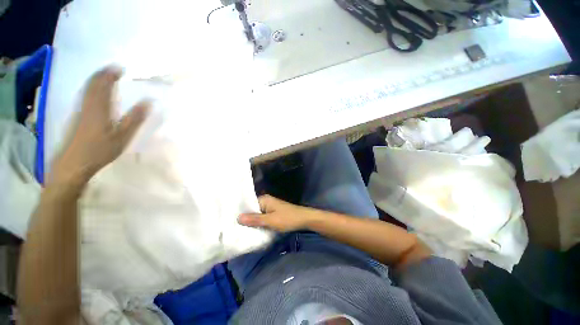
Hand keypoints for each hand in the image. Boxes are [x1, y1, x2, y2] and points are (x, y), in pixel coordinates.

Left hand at [50, 66, 148, 187]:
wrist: (73, 164)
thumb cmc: (100, 150)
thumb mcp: (122, 136)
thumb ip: (135, 118)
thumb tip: (148, 102)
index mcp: (99, 107)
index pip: (103, 84)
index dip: (110, 74)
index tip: (120, 67)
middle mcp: (87, 105)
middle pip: (93, 84)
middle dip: (102, 74)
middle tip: (113, 69)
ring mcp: (79, 111)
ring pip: (86, 89)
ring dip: (96, 80)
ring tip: (105, 76)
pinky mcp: (76, 117)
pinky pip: (84, 96)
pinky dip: (90, 89)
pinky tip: (94, 92)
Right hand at [238, 195, 316, 231]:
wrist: (303, 219)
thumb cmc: (287, 218)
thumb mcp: (270, 220)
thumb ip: (255, 219)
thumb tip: (238, 217)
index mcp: (264, 199)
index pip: (248, 204)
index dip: (240, 212)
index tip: (230, 220)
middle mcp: (266, 201)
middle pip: (252, 209)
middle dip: (245, 218)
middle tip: (233, 227)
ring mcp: (270, 207)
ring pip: (257, 214)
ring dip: (252, 221)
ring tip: (240, 229)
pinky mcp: (273, 213)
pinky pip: (263, 217)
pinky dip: (259, 222)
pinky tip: (253, 229)